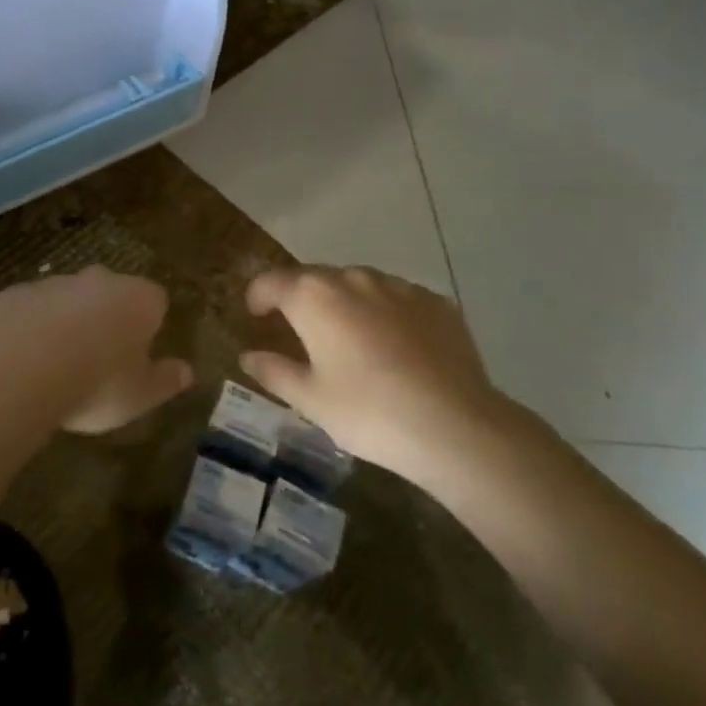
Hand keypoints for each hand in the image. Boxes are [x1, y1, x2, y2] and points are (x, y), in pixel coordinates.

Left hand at [0, 267, 190, 434]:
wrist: (20, 364)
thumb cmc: (97, 382)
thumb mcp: (140, 395)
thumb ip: (165, 381)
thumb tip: (187, 372)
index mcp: (139, 299)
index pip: (156, 301)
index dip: (150, 325)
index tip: (141, 354)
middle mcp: (100, 280)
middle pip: (112, 292)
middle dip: (108, 317)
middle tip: (101, 358)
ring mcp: (55, 282)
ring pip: (70, 299)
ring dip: (68, 322)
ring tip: (58, 365)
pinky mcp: (17, 292)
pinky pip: (33, 309)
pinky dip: (34, 328)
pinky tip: (25, 360)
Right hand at [240, 265, 522, 485]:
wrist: (457, 427)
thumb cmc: (369, 412)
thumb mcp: (311, 400)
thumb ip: (275, 372)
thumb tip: (248, 356)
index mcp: (313, 297)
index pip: (271, 281)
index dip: (257, 295)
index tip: (254, 314)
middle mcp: (353, 278)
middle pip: (314, 278)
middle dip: (300, 298)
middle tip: (298, 329)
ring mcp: (398, 287)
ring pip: (358, 285)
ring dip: (344, 303)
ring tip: (349, 338)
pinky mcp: (436, 302)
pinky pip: (397, 299)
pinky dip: (385, 314)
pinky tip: (395, 347)